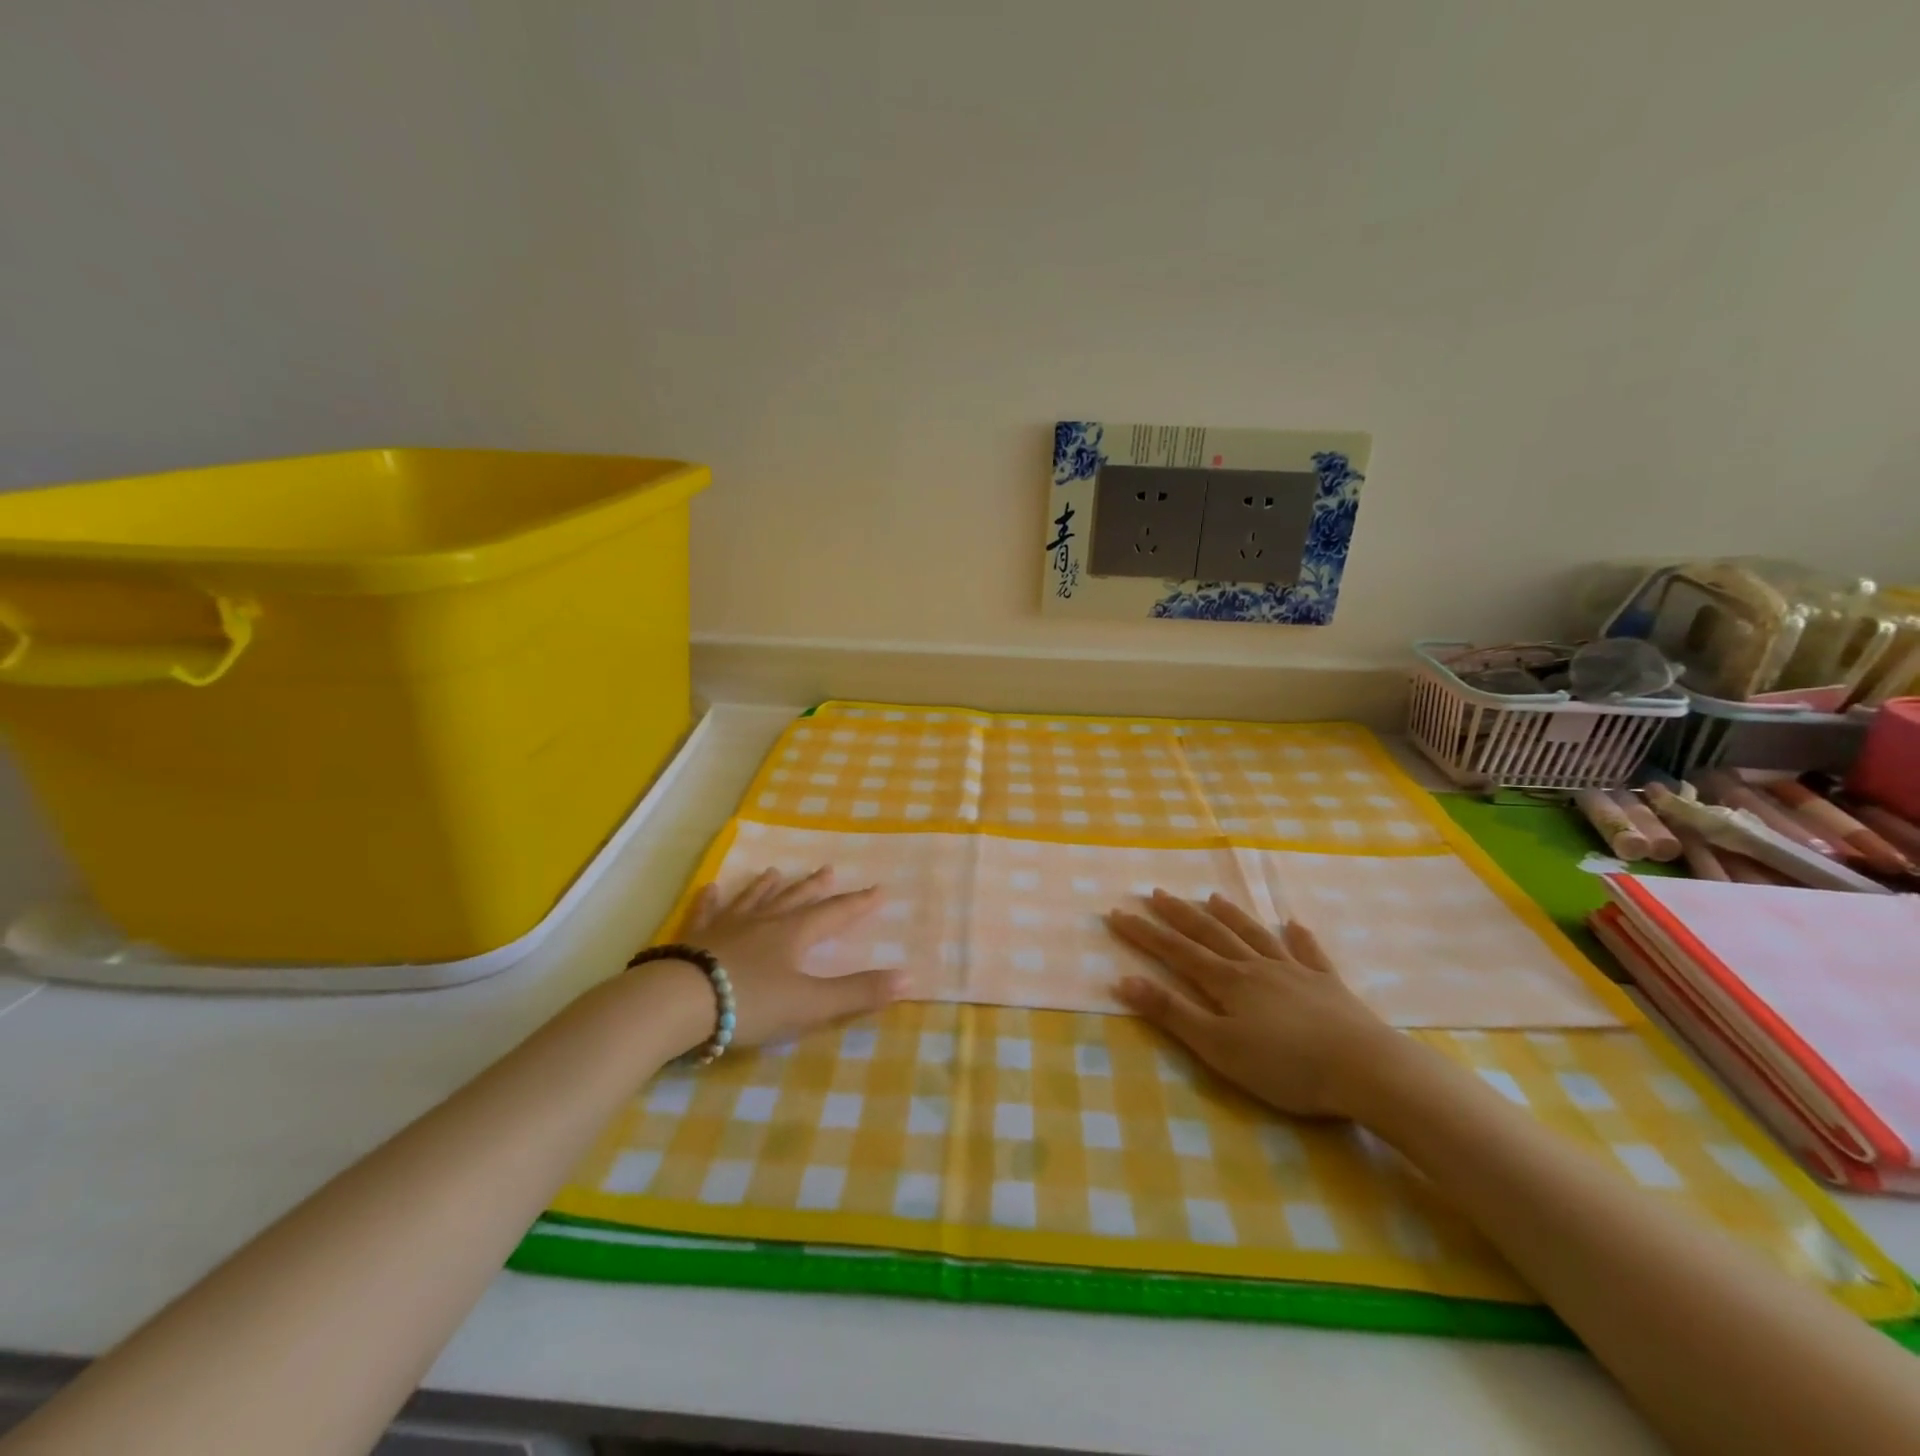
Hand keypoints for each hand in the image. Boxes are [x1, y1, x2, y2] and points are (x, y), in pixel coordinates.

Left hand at [658, 867, 902, 1049]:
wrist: (680, 1001)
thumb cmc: (751, 1002)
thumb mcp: (811, 1004)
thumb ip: (858, 993)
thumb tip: (909, 978)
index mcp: (794, 935)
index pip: (834, 914)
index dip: (858, 904)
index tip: (878, 890)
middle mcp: (764, 922)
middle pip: (796, 900)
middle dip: (816, 888)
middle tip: (829, 870)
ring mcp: (728, 927)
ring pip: (754, 900)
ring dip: (768, 887)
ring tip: (777, 871)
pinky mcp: (696, 939)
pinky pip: (707, 913)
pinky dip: (711, 901)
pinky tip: (711, 888)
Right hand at [1106, 890, 1404, 1118]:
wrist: (1367, 1070)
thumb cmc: (1286, 1066)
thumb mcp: (1218, 1047)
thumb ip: (1171, 1013)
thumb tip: (1123, 980)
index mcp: (1228, 982)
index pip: (1176, 951)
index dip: (1145, 933)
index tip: (1117, 913)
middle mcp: (1257, 967)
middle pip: (1211, 934)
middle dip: (1180, 914)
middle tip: (1157, 892)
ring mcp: (1295, 973)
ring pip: (1255, 936)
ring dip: (1231, 916)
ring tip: (1213, 897)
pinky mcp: (1330, 986)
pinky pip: (1310, 954)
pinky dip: (1299, 938)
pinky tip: (1294, 925)